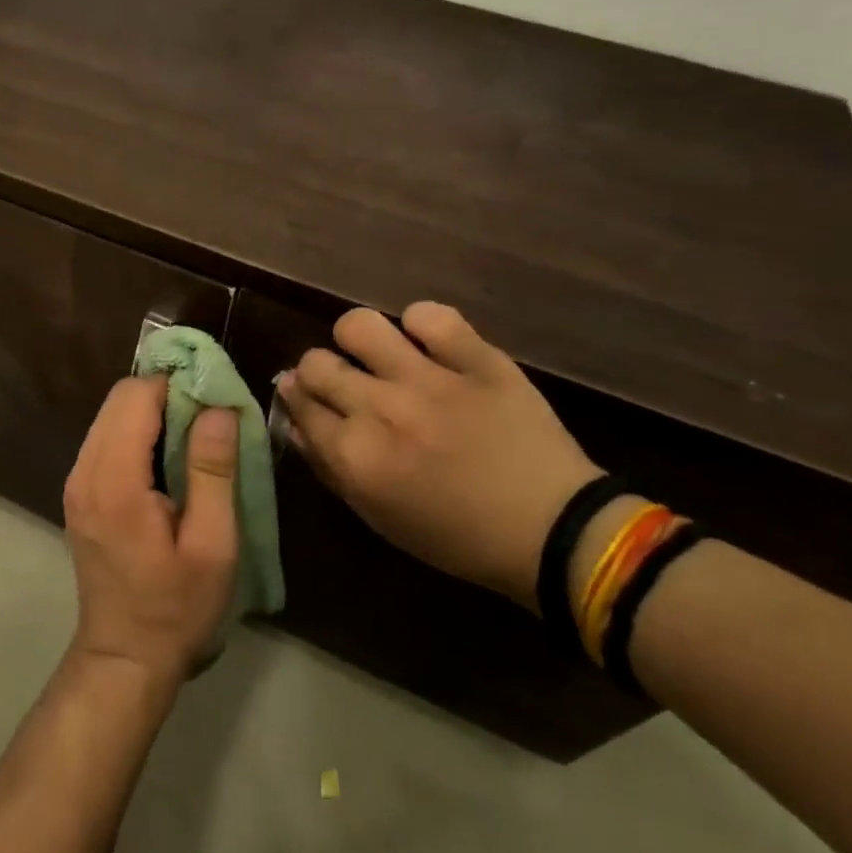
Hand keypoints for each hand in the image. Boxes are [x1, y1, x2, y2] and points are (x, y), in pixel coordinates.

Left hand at [62, 377, 239, 684]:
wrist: (124, 658)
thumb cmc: (176, 608)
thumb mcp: (212, 545)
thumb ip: (212, 470)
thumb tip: (218, 408)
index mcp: (114, 480)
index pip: (135, 395)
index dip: (176, 384)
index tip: (214, 396)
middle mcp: (85, 470)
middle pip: (119, 399)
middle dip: (165, 393)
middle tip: (210, 414)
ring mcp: (77, 481)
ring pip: (112, 415)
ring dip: (153, 411)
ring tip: (196, 434)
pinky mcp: (80, 492)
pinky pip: (107, 438)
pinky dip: (138, 431)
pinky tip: (169, 457)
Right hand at [278, 304, 600, 609]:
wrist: (554, 530)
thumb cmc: (459, 537)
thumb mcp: (381, 517)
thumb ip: (332, 469)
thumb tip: (298, 423)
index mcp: (356, 455)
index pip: (299, 404)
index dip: (297, 398)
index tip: (306, 398)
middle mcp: (380, 408)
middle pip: (316, 362)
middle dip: (318, 371)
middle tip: (342, 381)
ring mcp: (428, 377)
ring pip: (359, 325)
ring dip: (358, 339)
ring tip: (378, 354)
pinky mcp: (475, 357)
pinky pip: (430, 315)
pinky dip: (423, 324)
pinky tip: (430, 343)